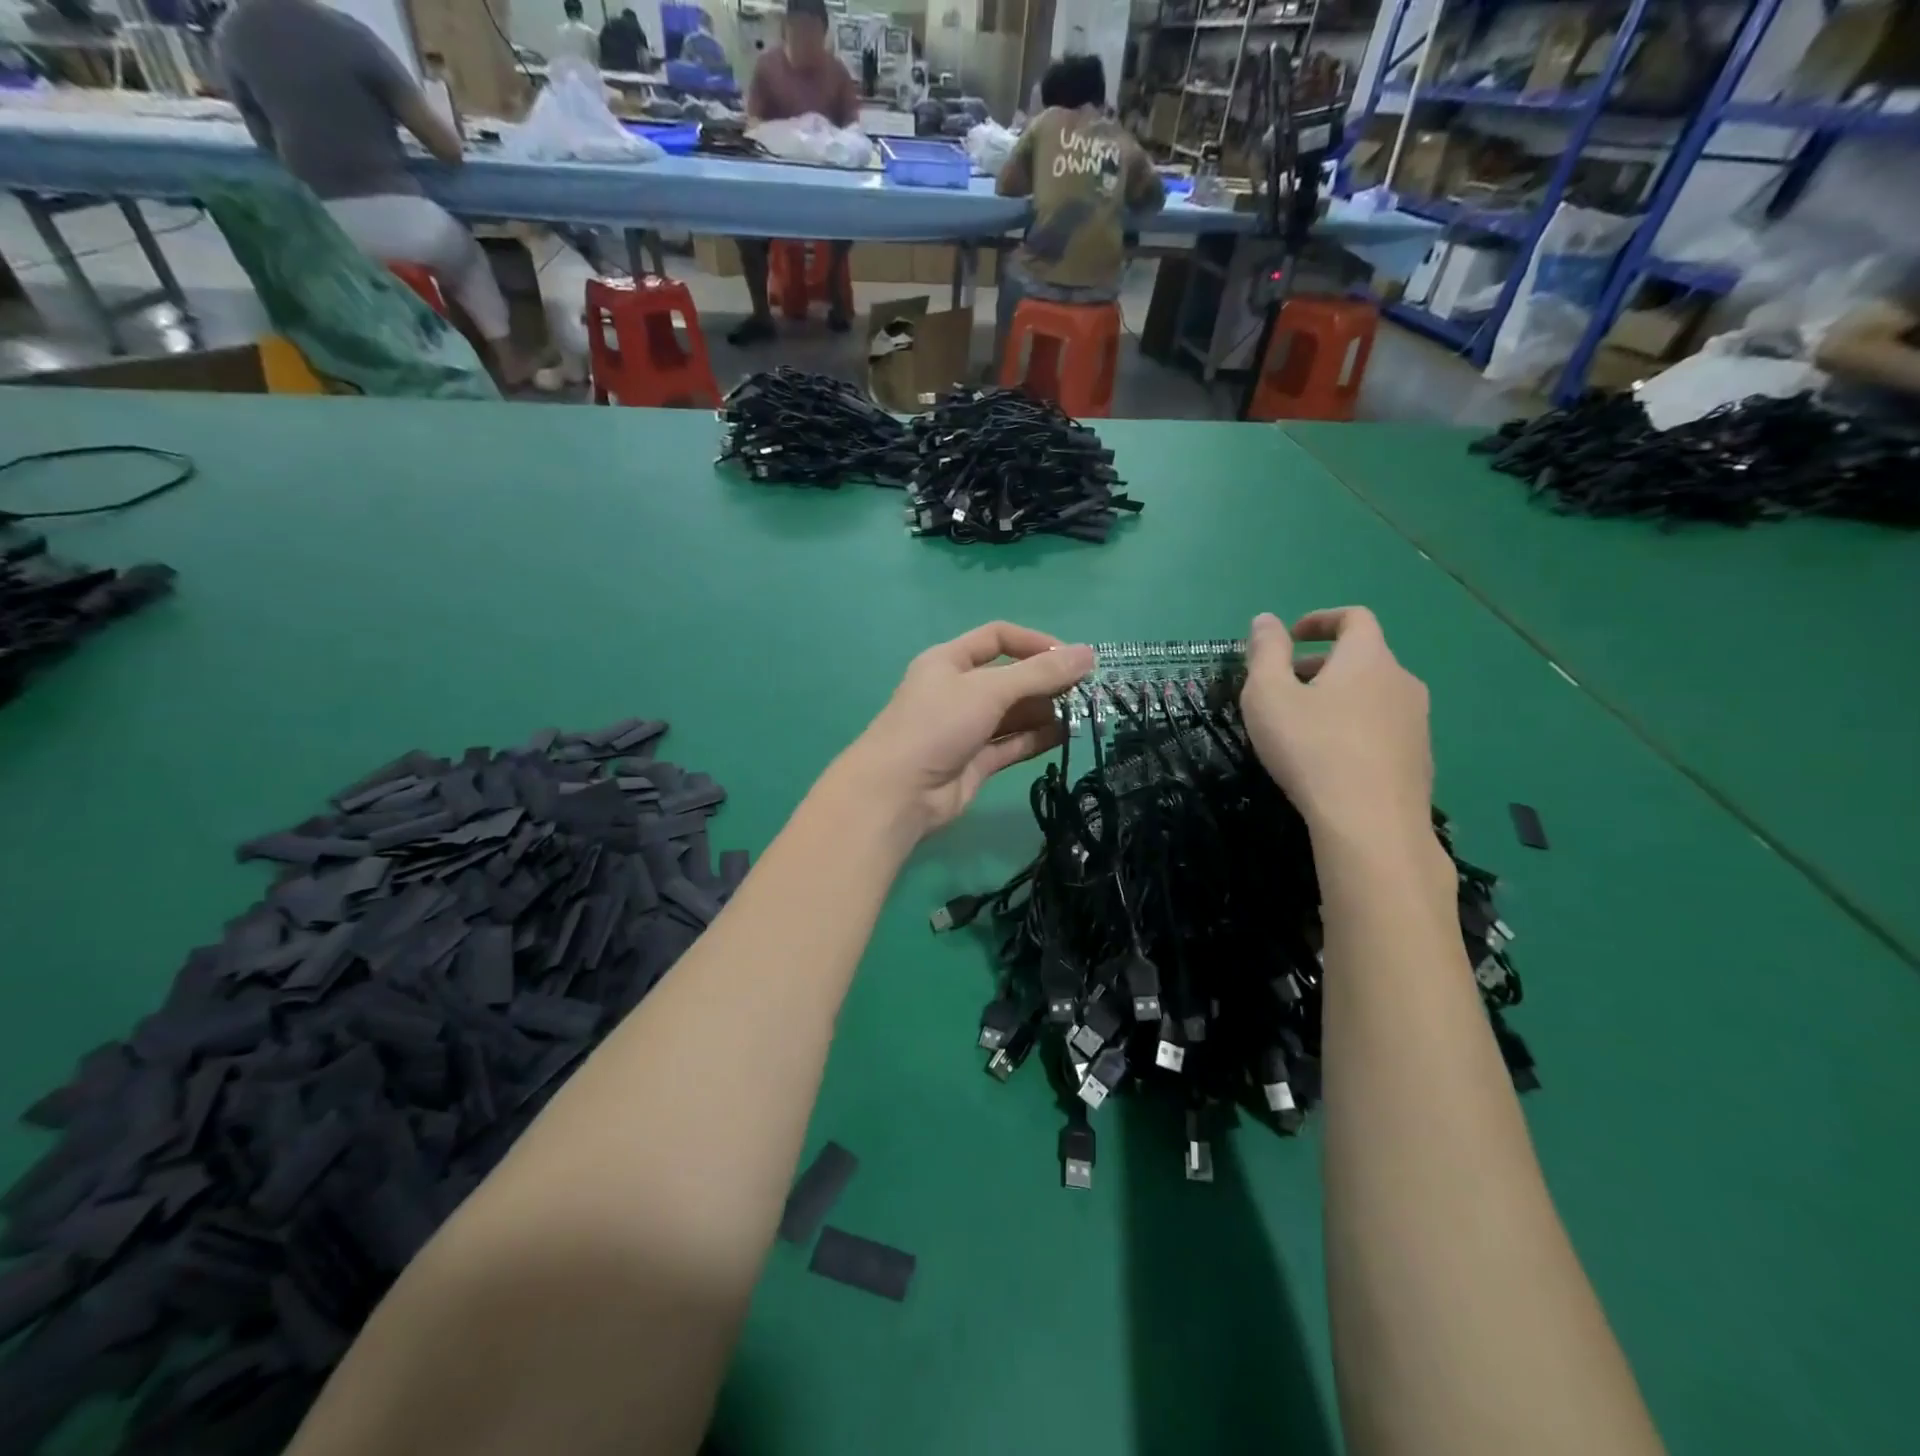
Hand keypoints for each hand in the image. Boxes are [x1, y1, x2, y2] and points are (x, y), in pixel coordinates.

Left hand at [843, 623, 1094, 837]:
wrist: (898, 793)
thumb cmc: (937, 725)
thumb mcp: (989, 690)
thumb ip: (1040, 673)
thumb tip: (1088, 653)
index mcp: (949, 661)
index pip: (998, 638)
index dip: (1035, 643)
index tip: (1072, 658)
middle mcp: (958, 691)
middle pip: (1010, 677)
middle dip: (1046, 681)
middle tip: (1086, 690)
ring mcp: (967, 728)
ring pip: (1014, 713)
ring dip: (1046, 711)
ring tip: (1082, 714)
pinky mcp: (976, 762)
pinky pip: (1013, 743)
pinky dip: (1037, 739)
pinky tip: (1065, 736)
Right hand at [1241, 608, 1432, 841]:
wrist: (1371, 823)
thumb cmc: (1311, 748)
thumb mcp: (1268, 695)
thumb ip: (1265, 652)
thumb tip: (1266, 619)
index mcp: (1367, 658)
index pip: (1354, 618)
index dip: (1321, 619)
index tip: (1291, 636)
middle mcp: (1401, 680)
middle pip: (1363, 658)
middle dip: (1322, 664)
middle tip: (1285, 688)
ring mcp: (1417, 722)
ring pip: (1374, 695)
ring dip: (1340, 698)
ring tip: (1304, 727)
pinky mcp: (1420, 758)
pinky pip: (1383, 728)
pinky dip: (1356, 729)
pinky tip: (1331, 761)